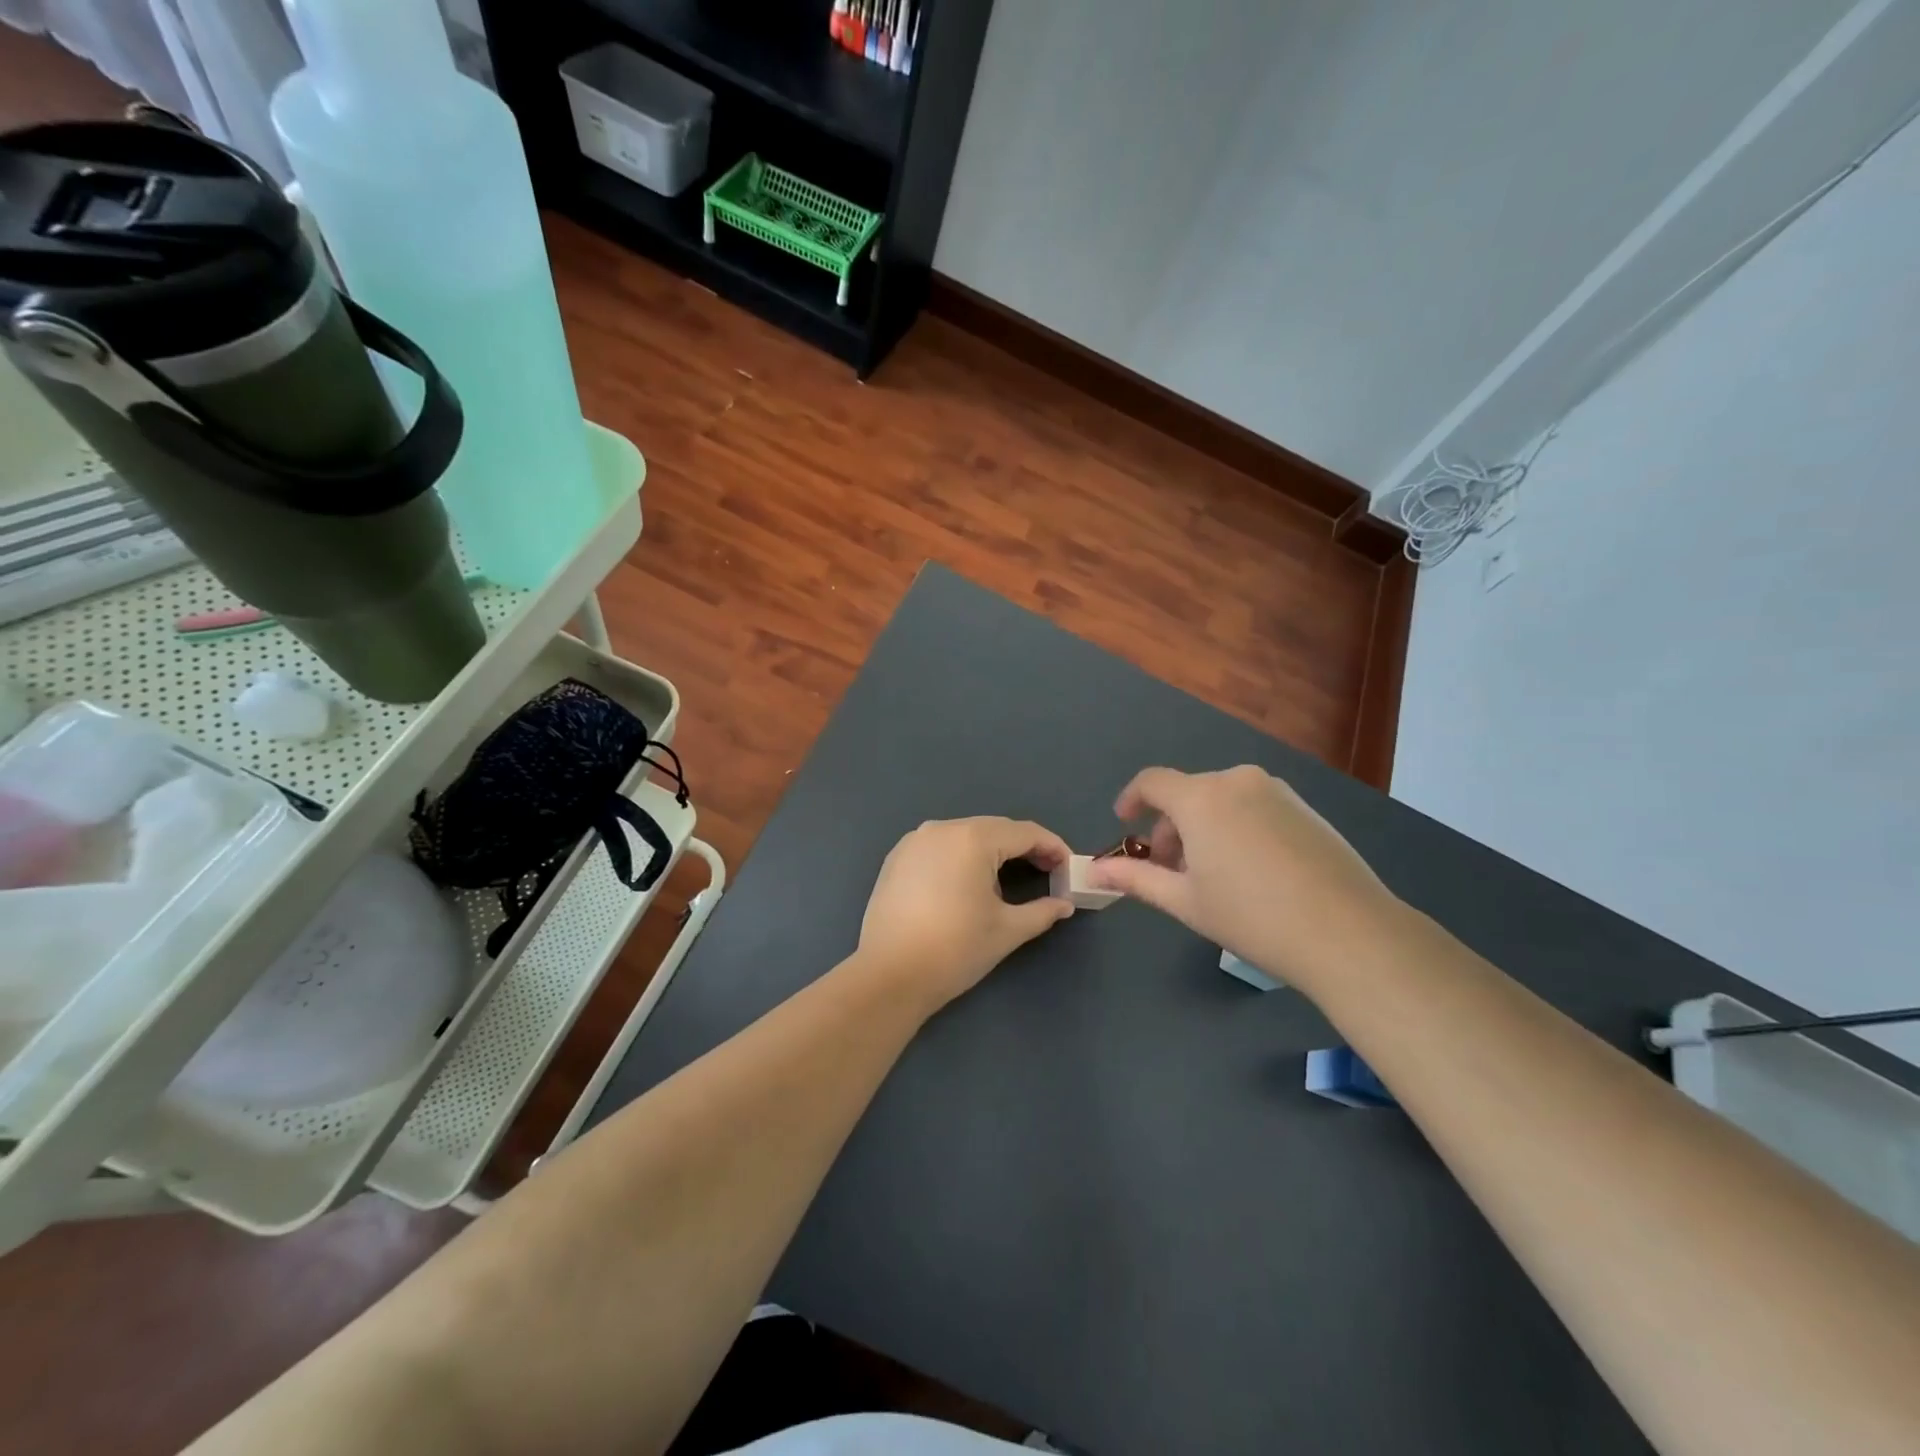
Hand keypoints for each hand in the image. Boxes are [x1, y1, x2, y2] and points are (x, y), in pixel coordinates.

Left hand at [855, 817, 1074, 1011]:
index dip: (1052, 847)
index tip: (1068, 868)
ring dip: (992, 851)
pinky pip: (940, 846)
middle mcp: (942, 828)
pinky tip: (968, 883)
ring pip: (966, 835)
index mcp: (972, 838)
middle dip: (1024, 847)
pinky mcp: (896, 858)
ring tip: (1010, 880)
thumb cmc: (955, 949)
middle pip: (995, 829)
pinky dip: (962, 857)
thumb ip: (1042, 911)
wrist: (889, 976)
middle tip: (1047, 872)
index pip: (1024, 832)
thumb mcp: (1007, 930)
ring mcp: (914, 841)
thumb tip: (1064, 905)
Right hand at [1085, 765, 1396, 989]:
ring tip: (1212, 876)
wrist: (1349, 932)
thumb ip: (1136, 878)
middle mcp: (1237, 781)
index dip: (1131, 800)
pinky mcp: (1306, 808)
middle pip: (1188, 793)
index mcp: (1201, 798)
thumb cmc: (1252, 916)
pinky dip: (1236, 828)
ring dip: (1204, 828)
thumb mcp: (1185, 901)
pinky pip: (1254, 807)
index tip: (1124, 825)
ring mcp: (1277, 791)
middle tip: (1171, 871)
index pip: (1152, 782)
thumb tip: (1094, 871)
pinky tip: (1251, 872)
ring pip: (1222, 800)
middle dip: (1170, 828)